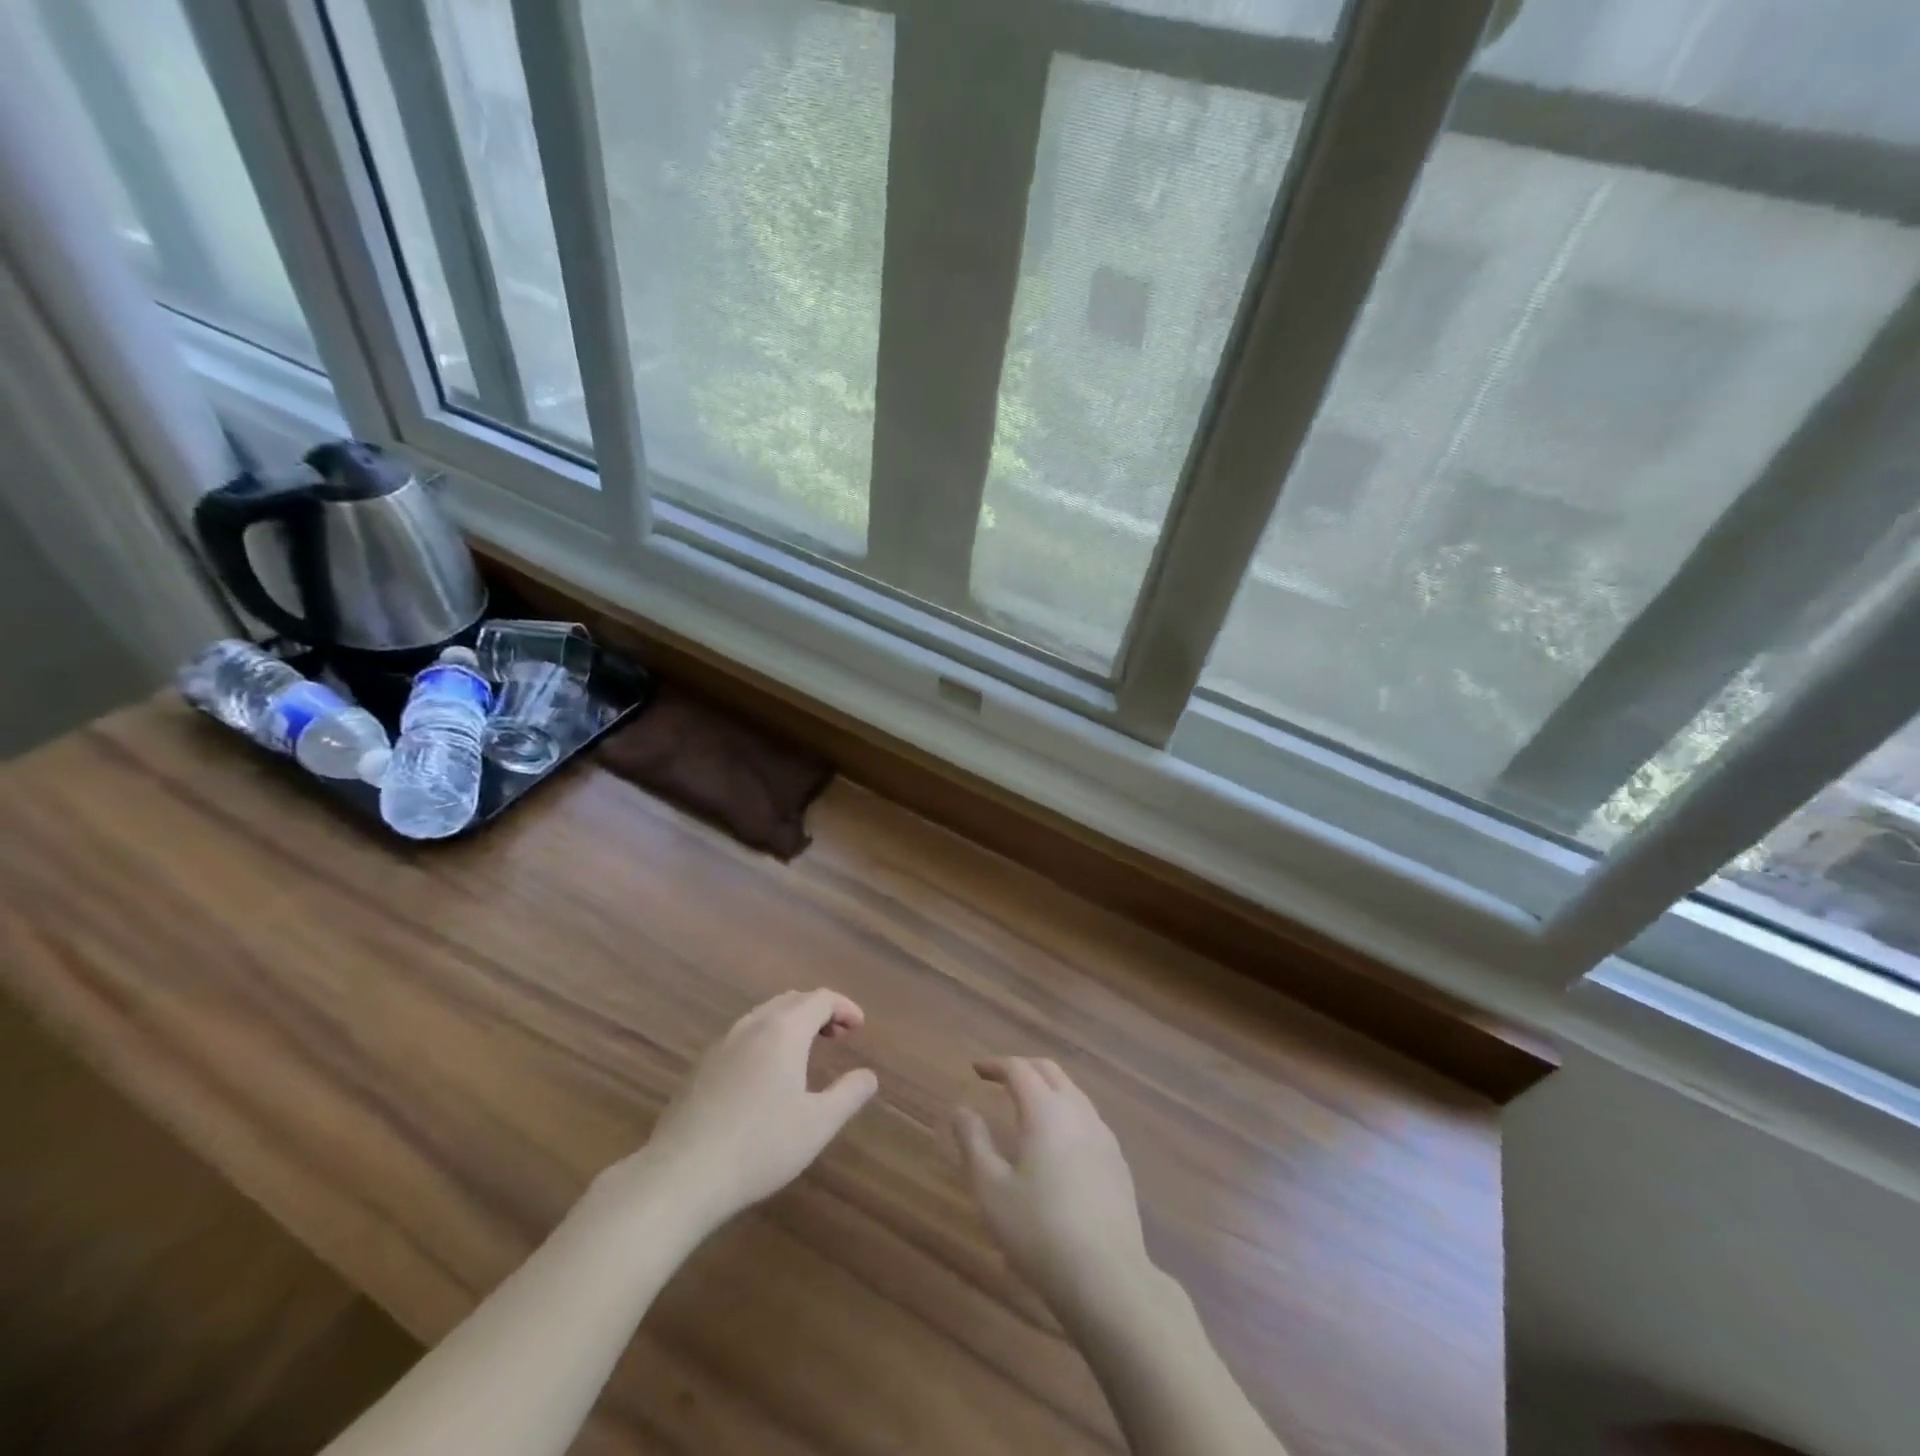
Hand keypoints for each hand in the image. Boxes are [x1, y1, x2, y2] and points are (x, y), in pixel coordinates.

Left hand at [630, 989, 878, 1231]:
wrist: (682, 1175)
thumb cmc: (760, 1147)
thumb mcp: (818, 1125)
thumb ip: (849, 1094)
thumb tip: (868, 1075)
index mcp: (784, 1031)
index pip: (820, 999)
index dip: (844, 1007)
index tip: (859, 1027)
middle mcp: (752, 1027)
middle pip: (791, 1000)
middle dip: (819, 1011)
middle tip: (838, 1035)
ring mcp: (721, 1045)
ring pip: (763, 1016)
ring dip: (790, 1023)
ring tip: (805, 1050)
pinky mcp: (700, 1068)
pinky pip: (742, 1036)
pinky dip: (765, 1038)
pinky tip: (765, 1075)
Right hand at [953, 1057, 1151, 1316]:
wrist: (1108, 1279)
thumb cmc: (1039, 1232)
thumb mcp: (991, 1191)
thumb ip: (974, 1143)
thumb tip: (961, 1109)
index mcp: (1045, 1111)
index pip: (1019, 1069)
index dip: (996, 1065)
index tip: (976, 1070)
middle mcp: (1078, 1112)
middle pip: (1050, 1072)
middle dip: (1023, 1068)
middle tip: (1000, 1079)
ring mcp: (1104, 1136)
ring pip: (1073, 1093)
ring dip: (1047, 1089)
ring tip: (1026, 1107)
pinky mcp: (1118, 1162)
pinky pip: (1088, 1119)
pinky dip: (1066, 1113)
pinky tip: (1058, 1143)